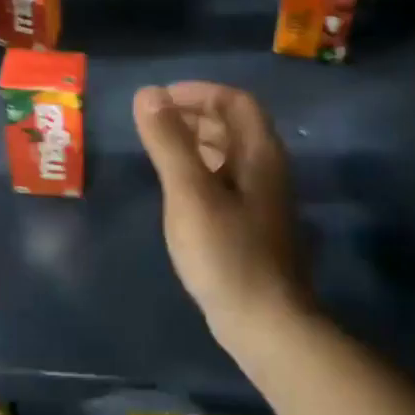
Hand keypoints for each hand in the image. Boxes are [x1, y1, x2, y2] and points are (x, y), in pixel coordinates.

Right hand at [132, 83, 308, 342]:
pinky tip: (176, 188)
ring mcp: (261, 199)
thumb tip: (148, 93)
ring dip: (195, 141)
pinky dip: (199, 169)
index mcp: (259, 154)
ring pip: (229, 153)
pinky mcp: (251, 224)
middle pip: (234, 124)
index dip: (198, 92)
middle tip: (152, 122)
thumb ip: (169, 142)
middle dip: (193, 114)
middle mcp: (266, 169)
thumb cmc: (226, 253)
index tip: (159, 100)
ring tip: (158, 148)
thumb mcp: (190, 193)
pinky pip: (225, 180)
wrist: (265, 322)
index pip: (234, 101)